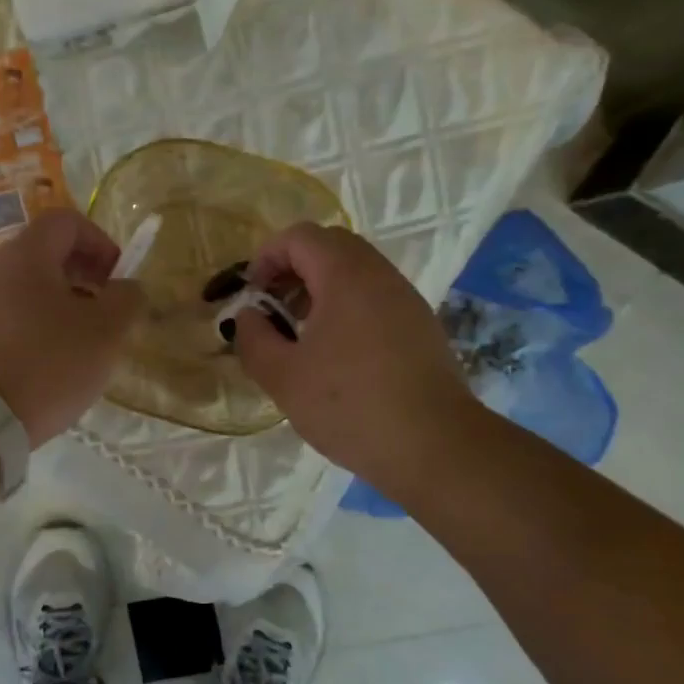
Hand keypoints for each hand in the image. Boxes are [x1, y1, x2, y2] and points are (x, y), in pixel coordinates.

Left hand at [0, 209, 144, 446]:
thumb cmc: (47, 365)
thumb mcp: (107, 332)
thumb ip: (127, 299)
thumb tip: (127, 288)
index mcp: (25, 255)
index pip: (66, 221)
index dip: (100, 241)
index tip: (117, 279)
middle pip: (44, 254)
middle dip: (83, 276)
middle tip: (105, 312)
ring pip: (26, 289)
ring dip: (60, 305)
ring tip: (80, 344)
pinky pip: (8, 318)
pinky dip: (34, 328)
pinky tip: (48, 365)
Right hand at [234, 224, 473, 498]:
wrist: (433, 445)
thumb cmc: (349, 406)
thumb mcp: (283, 377)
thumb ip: (254, 338)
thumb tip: (249, 316)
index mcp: (346, 276)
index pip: (300, 237)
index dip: (266, 257)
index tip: (251, 295)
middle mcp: (380, 275)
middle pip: (330, 247)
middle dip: (292, 270)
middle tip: (273, 310)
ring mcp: (406, 300)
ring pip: (355, 272)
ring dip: (319, 290)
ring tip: (299, 335)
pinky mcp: (420, 327)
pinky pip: (374, 298)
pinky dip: (346, 308)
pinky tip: (335, 355)